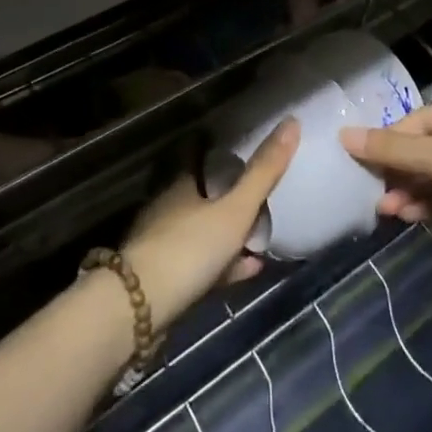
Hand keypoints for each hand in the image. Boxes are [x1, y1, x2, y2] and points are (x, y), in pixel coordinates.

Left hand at [122, 120, 298, 331]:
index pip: (198, 156)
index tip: (239, 148)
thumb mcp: (236, 210)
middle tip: (258, 197)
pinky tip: (249, 270)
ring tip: (261, 240)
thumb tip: (292, 121)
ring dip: (229, 235)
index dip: (217, 151)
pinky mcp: (162, 281)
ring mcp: (162, 246)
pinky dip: (225, 265)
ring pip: (202, 232)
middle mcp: (168, 209)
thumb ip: (263, 172)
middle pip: (201, 195)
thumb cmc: (190, 248)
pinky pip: (201, 265)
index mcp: (181, 185)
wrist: (139, 310)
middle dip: (227, 197)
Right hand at [340, 91, 431, 237]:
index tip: (364, 163)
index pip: (420, 122)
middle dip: (402, 174)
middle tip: (375, 196)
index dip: (391, 142)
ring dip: (416, 193)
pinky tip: (413, 217)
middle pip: (431, 151)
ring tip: (388, 212)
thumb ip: (392, 149)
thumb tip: (343, 136)